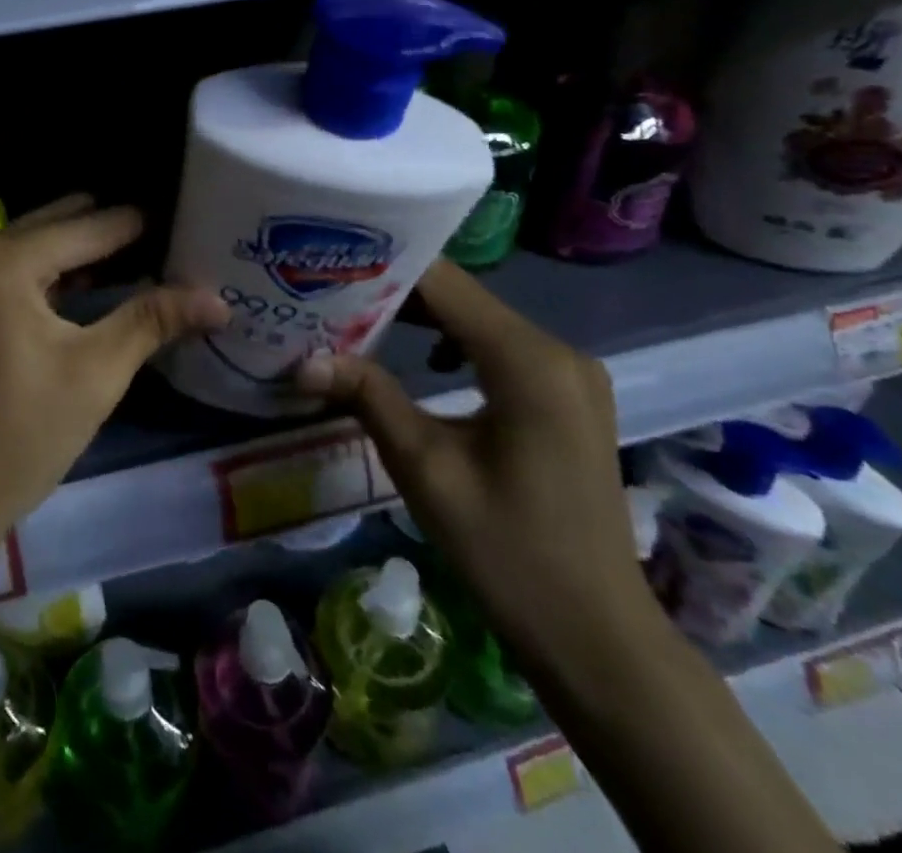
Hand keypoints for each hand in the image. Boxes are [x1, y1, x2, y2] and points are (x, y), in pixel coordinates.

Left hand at [0, 195, 228, 543]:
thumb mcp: (96, 371)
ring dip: (94, 251)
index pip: (95, 224)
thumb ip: (153, 320)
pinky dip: (67, 273)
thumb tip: (220, 298)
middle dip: (120, 230)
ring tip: (154, 258)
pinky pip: (29, 271)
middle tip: (178, 238)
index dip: (148, 223)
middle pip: (67, 222)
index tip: (196, 218)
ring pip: (47, 245)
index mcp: (9, 258)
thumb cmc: (20, 432)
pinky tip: (106, 287)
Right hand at [296, 259, 655, 667]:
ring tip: (357, 319)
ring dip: (421, 316)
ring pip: (479, 318)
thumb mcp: (425, 469)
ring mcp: (569, 372)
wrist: (597, 637)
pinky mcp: (567, 395)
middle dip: (394, 292)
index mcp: (528, 360)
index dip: (383, 268)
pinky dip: (454, 341)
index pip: (444, 282)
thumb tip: (303, 359)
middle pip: (462, 296)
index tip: (328, 264)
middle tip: (329, 293)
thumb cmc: (508, 552)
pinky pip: (500, 346)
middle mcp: (557, 350)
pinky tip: (418, 359)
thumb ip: (368, 396)